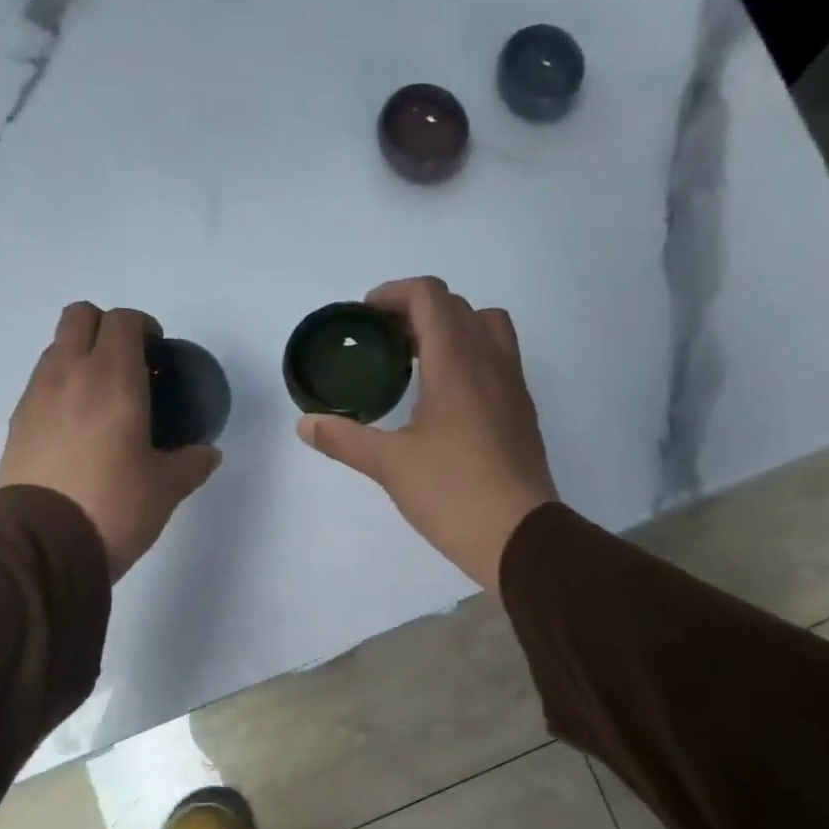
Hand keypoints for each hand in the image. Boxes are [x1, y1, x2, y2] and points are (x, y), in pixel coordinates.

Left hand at [0, 303, 220, 580]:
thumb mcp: (166, 488)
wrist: (42, 545)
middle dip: (106, 328)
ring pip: (56, 347)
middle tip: (130, 364)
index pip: (123, 320)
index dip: (144, 327)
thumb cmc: (114, 506)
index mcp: (112, 379)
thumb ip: (191, 463)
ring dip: (81, 356)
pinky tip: (79, 428)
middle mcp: (69, 373)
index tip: (158, 352)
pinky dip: (61, 387)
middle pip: (80, 316)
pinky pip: (41, 383)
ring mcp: (36, 396)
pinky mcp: (17, 423)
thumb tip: (208, 453)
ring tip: (104, 399)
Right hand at [297, 277, 557, 591]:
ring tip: (419, 362)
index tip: (367, 316)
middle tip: (385, 342)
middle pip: (457, 306)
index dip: (394, 294)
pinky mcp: (522, 411)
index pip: (429, 296)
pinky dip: (472, 357)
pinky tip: (447, 399)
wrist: (517, 535)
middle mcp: (490, 361)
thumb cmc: (451, 492)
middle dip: (417, 311)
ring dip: (452, 329)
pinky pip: (499, 360)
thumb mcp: (390, 465)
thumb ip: (345, 439)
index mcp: (456, 362)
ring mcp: (513, 385)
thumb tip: (305, 424)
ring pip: (487, 327)